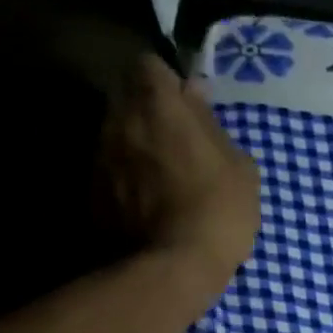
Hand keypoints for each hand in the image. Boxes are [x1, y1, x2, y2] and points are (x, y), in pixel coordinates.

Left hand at [98, 52, 259, 286]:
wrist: (175, 267)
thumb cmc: (219, 210)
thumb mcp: (240, 167)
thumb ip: (212, 124)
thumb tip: (195, 94)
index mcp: (157, 104)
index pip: (150, 64)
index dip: (168, 83)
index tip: (186, 105)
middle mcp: (119, 119)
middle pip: (129, 99)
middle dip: (149, 114)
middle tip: (177, 144)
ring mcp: (100, 157)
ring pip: (117, 136)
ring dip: (136, 148)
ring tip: (162, 180)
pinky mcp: (92, 193)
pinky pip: (111, 174)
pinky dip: (126, 182)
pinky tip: (147, 207)